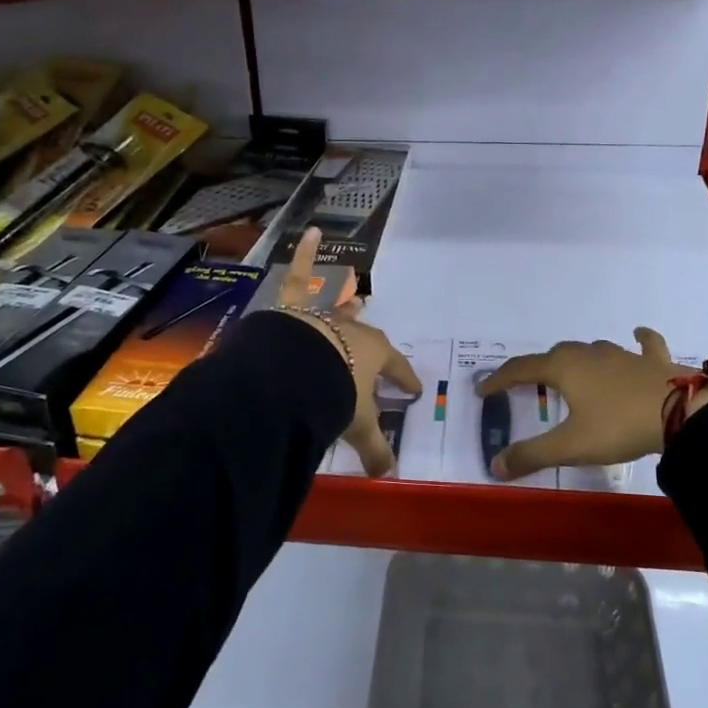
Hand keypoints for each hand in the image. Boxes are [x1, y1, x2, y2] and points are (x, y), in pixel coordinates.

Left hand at [273, 229, 420, 476]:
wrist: (295, 372)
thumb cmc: (333, 395)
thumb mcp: (357, 425)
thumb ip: (374, 450)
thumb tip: (389, 476)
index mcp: (373, 355)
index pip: (396, 368)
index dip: (405, 380)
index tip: (413, 390)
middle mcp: (353, 329)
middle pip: (365, 334)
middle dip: (370, 340)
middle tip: (373, 344)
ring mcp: (324, 313)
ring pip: (336, 305)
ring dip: (343, 301)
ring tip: (351, 293)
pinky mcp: (295, 304)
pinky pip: (300, 273)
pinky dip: (304, 252)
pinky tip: (310, 231)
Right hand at [476, 329, 700, 481]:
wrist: (681, 412)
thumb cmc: (618, 425)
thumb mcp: (570, 446)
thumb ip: (531, 455)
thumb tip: (495, 466)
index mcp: (563, 369)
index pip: (521, 369)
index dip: (499, 379)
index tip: (483, 391)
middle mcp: (588, 354)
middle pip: (554, 355)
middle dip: (538, 368)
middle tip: (528, 385)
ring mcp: (622, 353)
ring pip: (591, 349)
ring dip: (577, 359)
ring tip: (571, 371)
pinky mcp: (652, 360)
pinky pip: (644, 343)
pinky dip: (638, 340)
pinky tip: (637, 334)